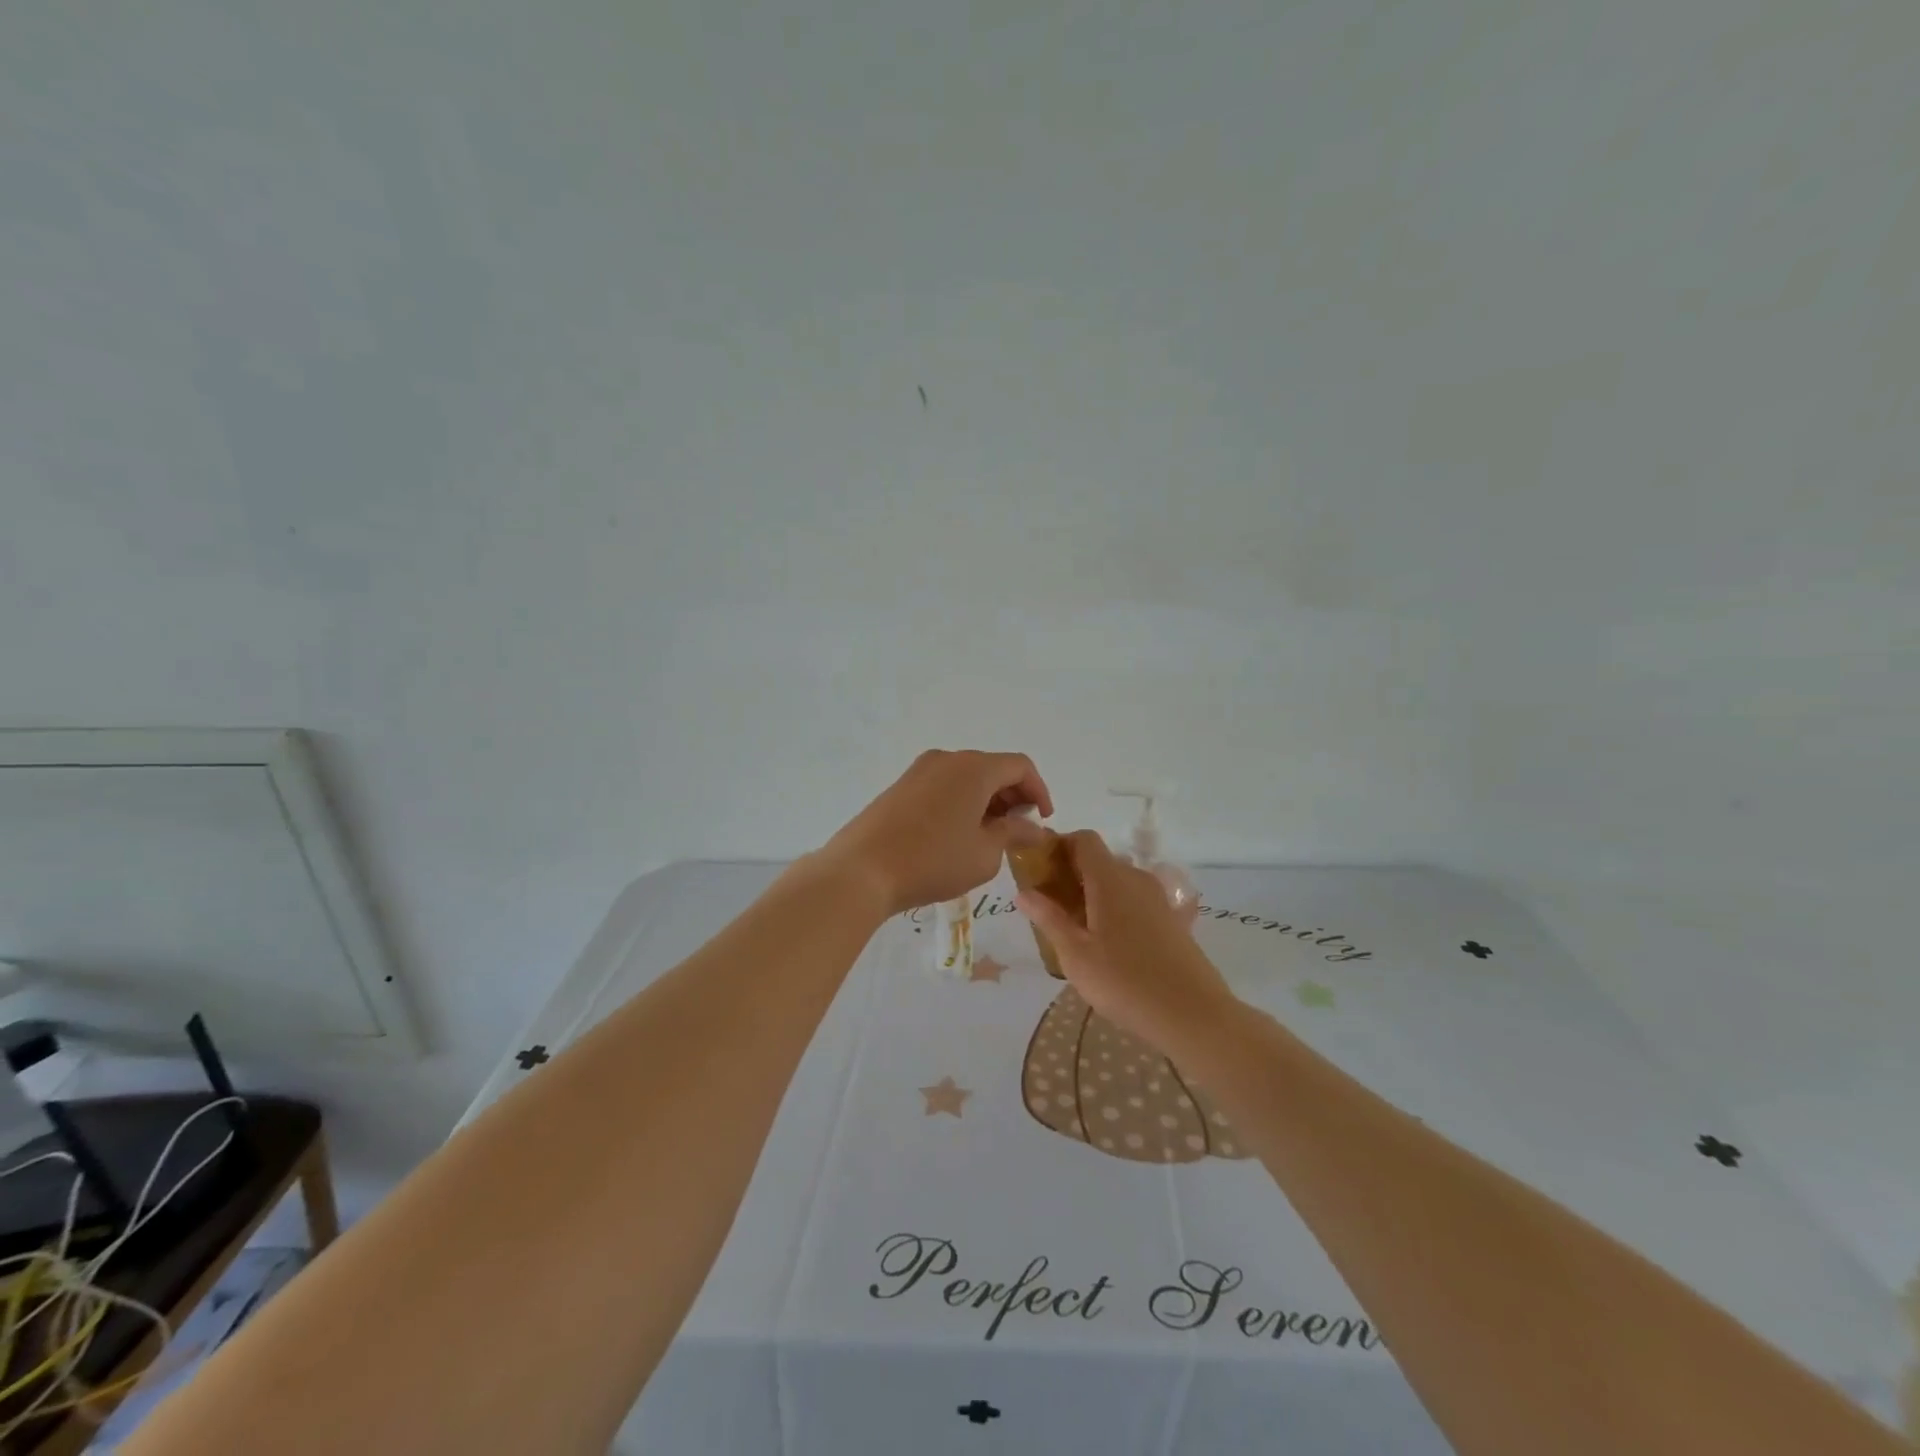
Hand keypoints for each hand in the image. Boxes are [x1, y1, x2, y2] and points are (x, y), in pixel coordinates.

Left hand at [821, 750, 1052, 917]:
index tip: (1043, 821)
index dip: (1039, 791)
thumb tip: (1033, 827)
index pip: (1020, 766)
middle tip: (1019, 830)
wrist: (862, 869)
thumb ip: (1014, 834)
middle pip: (992, 768)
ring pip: (966, 777)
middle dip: (1012, 795)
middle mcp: (947, 759)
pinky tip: (957, 834)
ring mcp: (919, 770)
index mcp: (974, 768)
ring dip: (986, 800)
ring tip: (990, 836)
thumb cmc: (933, 861)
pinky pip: (943, 785)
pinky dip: (961, 802)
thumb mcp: (985, 853)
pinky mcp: (900, 786)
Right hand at [1016, 830, 1239, 1055]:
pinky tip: (1108, 945)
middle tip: (1050, 908)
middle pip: (1100, 861)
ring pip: (1118, 883)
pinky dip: (1116, 910)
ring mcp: (1158, 899)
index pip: (1084, 839)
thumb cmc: (1125, 982)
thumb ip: (1049, 919)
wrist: (1193, 1015)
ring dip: (1094, 895)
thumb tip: (1023, 892)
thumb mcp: (1075, 955)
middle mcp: (1136, 879)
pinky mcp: (1171, 920)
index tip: (1040, 871)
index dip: (1059, 846)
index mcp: (1110, 879)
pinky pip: (1135, 902)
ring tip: (1076, 930)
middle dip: (1072, 875)